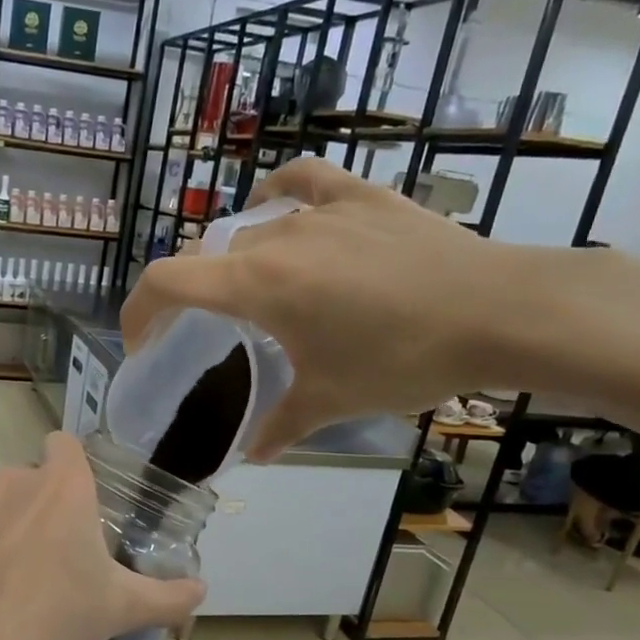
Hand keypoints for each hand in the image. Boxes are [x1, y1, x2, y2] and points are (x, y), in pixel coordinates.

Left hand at [0, 431, 203, 639]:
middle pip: (31, 477)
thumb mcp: (123, 608)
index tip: (79, 500)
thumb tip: (201, 591)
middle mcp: (14, 482)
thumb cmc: (60, 617)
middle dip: (42, 504)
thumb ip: (168, 596)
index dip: (71, 464)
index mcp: (62, 487)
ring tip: (16, 572)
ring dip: (6, 523)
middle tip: (56, 551)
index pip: (64, 443)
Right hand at [120, 157, 548, 458]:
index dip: (138, 310)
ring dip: (237, 261)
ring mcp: (320, 210)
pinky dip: (280, 196)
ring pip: (252, 229)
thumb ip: (279, 426)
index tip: (141, 342)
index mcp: (256, 284)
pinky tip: (281, 212)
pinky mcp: (362, 197)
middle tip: (208, 334)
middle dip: (193, 295)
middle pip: (208, 257)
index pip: (167, 281)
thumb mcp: (332, 400)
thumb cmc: (402, 359)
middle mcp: (276, 236)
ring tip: (254, 291)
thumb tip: (251, 457)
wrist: (501, 312)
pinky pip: (302, 182)